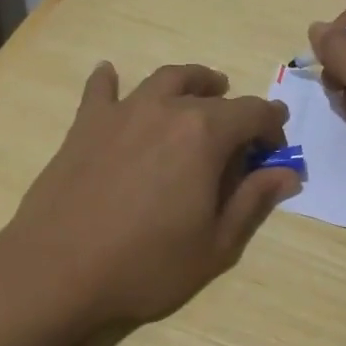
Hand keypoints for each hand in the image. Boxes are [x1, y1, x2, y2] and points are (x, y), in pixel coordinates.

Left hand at [0, 62, 298, 327]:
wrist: (58, 270)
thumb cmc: (146, 264)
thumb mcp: (215, 244)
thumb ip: (253, 201)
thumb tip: (287, 172)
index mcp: (205, 134)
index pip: (253, 113)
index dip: (272, 128)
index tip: (275, 150)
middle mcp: (166, 110)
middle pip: (210, 94)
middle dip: (235, 108)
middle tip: (240, 131)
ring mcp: (122, 112)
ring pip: (164, 80)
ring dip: (190, 82)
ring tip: (200, 89)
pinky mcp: (85, 125)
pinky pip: (101, 90)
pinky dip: (110, 81)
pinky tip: (110, 75)